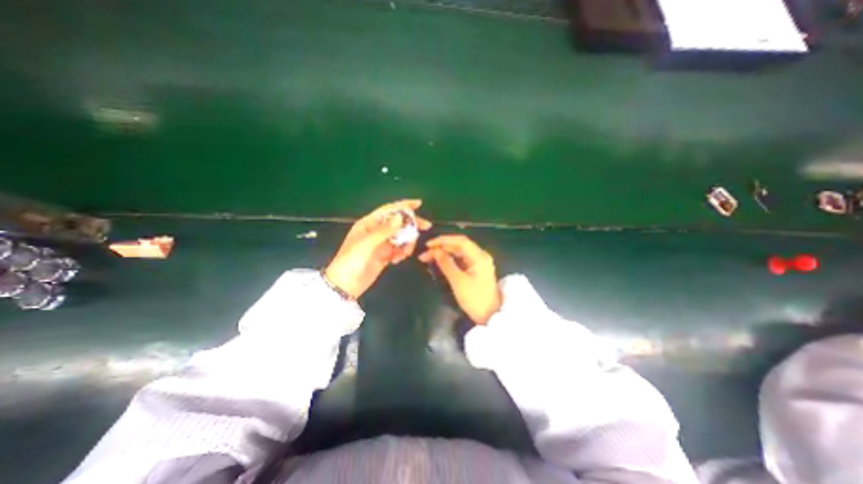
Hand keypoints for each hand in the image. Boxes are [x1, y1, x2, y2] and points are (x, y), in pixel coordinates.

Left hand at [324, 199, 431, 298]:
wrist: (345, 284)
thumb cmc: (352, 260)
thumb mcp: (367, 243)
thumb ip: (384, 230)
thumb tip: (401, 217)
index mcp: (369, 224)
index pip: (389, 210)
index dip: (403, 205)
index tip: (419, 204)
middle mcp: (377, 231)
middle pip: (398, 223)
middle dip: (411, 224)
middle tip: (426, 226)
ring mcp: (381, 244)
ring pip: (401, 237)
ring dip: (407, 243)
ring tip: (405, 253)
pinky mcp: (385, 255)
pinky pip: (399, 249)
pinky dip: (402, 253)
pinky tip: (397, 260)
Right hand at [418, 234, 499, 324]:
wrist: (490, 316)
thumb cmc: (475, 299)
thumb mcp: (458, 281)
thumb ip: (446, 264)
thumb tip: (434, 251)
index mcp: (479, 256)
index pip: (460, 241)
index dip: (443, 240)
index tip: (428, 244)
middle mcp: (480, 255)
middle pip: (459, 245)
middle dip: (442, 247)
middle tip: (425, 253)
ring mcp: (478, 262)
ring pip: (459, 252)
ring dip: (444, 252)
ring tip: (428, 257)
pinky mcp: (476, 268)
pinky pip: (461, 259)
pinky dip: (450, 258)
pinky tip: (440, 261)